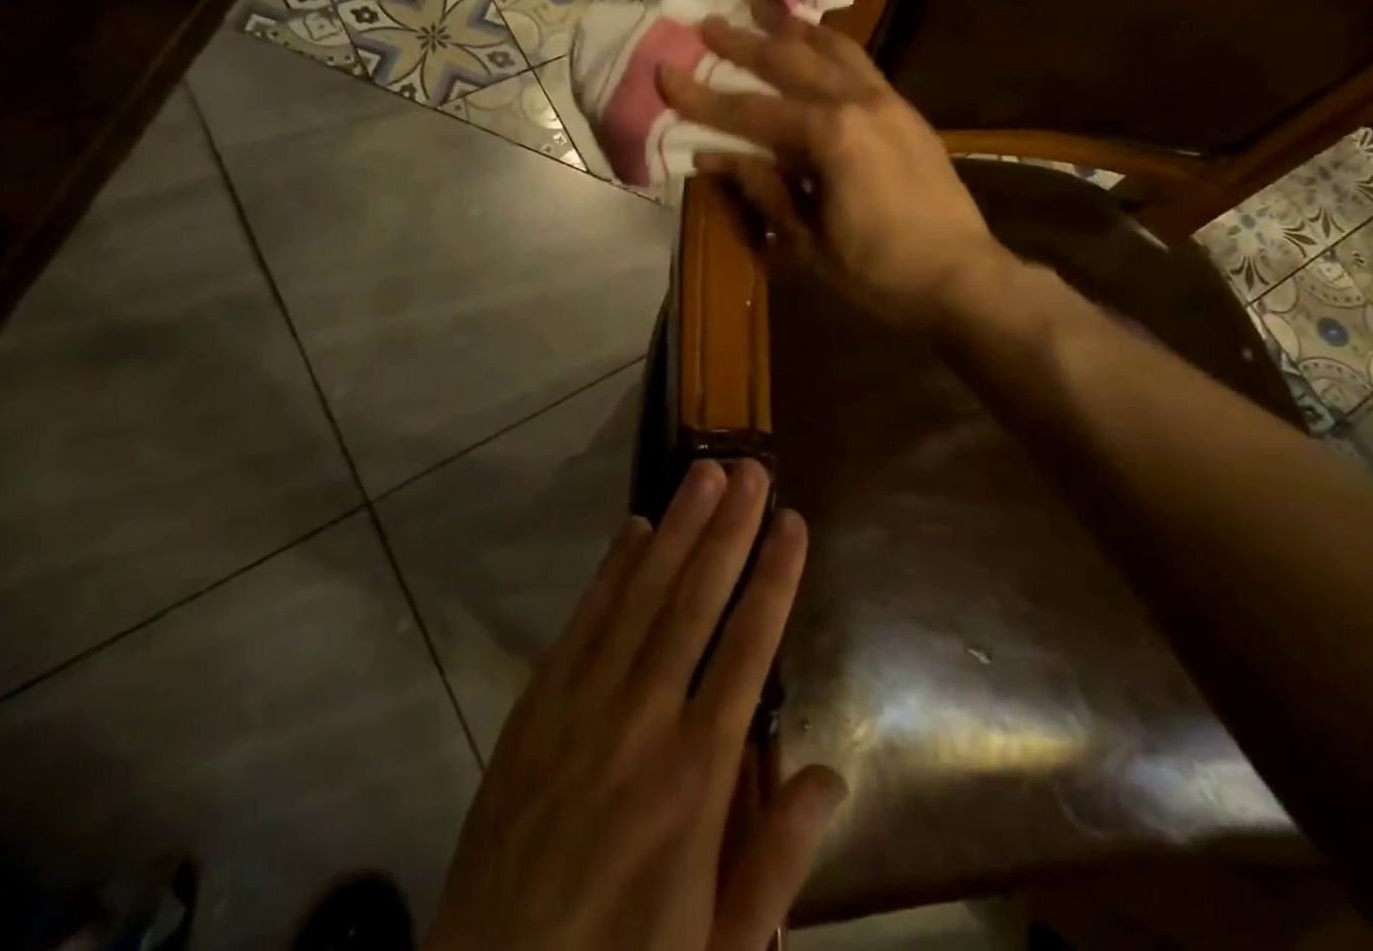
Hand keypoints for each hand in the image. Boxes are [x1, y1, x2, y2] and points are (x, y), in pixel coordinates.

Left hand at [426, 459, 845, 950]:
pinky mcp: (538, 701)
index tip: (792, 521)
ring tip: (705, 474)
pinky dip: (614, 567)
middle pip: (695, 601)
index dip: (773, 578)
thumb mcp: (720, 945)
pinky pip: (585, 618)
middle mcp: (643, 718)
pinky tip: (637, 527)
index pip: (748, 649)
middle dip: (729, 529)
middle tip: (752, 468)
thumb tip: (833, 775)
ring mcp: (583, 701)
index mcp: (697, 775)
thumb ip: (778, 860)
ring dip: (678, 528)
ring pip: (641, 594)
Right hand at [658, 12, 1000, 330]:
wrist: (962, 278)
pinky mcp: (907, 112)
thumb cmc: (878, 272)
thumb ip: (763, 189)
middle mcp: (858, 102)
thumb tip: (715, 156)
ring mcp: (889, 101)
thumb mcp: (806, 242)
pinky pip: (861, 65)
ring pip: (833, 50)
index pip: (750, 110)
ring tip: (764, 12)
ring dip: (793, 31)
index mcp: (829, 135)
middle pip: (790, 62)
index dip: (702, 96)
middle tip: (707, 24)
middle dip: (744, 44)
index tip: (665, 71)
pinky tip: (817, 47)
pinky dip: (831, 49)